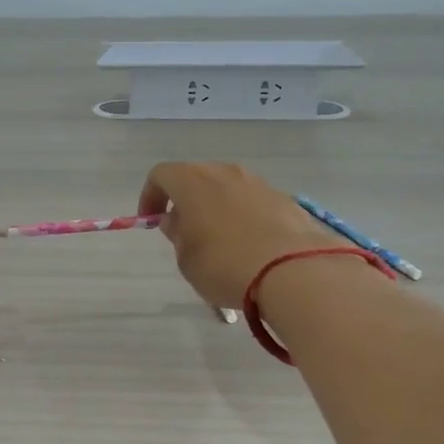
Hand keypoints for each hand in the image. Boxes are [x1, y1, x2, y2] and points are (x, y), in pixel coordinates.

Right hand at [138, 161, 338, 308]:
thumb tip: (177, 221)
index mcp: (193, 181)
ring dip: (216, 208)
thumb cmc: (224, 265)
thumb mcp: (186, 259)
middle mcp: (225, 172)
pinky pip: (253, 203)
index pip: (161, 175)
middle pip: (196, 177)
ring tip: (218, 242)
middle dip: (185, 201)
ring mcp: (258, 183)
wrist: (292, 271)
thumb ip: (177, 235)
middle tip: (184, 232)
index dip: (150, 196)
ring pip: (227, 188)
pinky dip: (243, 217)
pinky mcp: (284, 199)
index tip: (150, 220)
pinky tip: (248, 247)